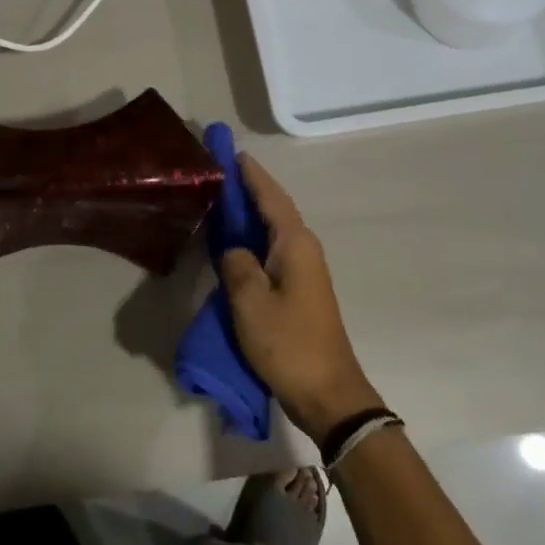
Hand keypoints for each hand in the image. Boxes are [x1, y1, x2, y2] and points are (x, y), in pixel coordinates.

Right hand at [221, 155, 382, 445]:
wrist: (328, 393)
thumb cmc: (288, 343)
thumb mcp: (250, 301)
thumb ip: (236, 263)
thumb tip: (233, 248)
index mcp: (295, 244)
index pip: (270, 196)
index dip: (250, 174)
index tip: (230, 152)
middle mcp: (303, 249)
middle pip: (273, 208)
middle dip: (247, 189)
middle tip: (215, 174)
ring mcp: (303, 270)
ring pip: (271, 230)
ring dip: (248, 214)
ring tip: (218, 200)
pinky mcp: (297, 290)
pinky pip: (270, 251)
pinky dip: (251, 239)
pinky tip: (232, 243)